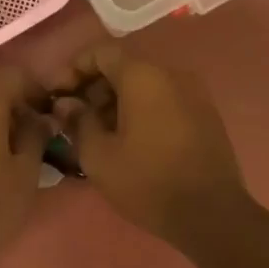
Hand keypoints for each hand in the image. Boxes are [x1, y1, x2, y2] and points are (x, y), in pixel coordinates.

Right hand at [49, 44, 246, 249]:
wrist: (211, 216)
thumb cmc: (147, 181)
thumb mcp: (98, 155)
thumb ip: (77, 121)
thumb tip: (66, 104)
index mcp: (143, 76)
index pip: (100, 52)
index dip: (72, 69)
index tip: (57, 96)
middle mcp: (170, 75)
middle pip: (122, 67)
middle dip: (93, 88)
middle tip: (73, 118)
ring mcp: (192, 94)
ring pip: (143, 85)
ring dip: (115, 101)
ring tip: (96, 133)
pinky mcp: (204, 115)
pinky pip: (162, 100)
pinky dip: (139, 111)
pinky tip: (126, 141)